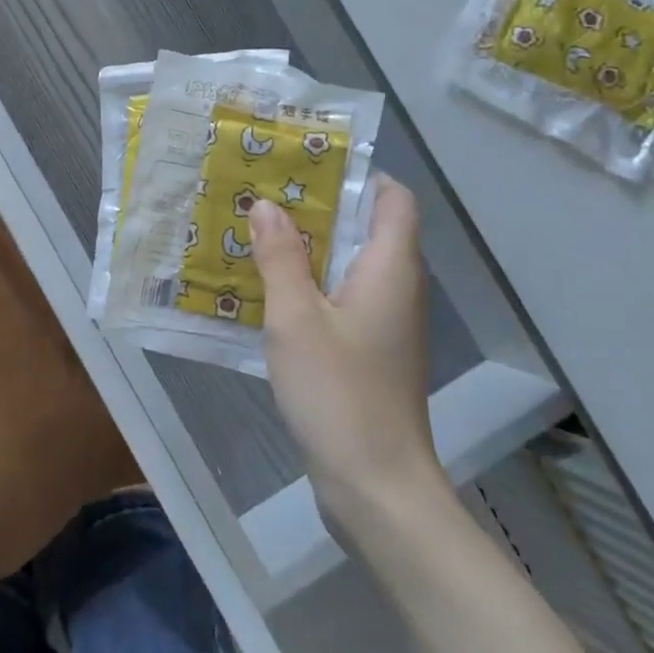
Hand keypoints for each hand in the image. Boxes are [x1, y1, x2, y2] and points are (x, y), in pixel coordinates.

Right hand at [250, 175, 440, 523]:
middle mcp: (397, 288)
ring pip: (351, 266)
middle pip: (368, 228)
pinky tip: (268, 291)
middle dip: (318, 207)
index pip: (393, 198)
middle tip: (262, 194)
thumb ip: (281, 258)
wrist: (377, 486)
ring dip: (309, 248)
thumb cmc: (339, 392)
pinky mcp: (371, 352)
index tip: (303, 165)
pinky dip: (312, 284)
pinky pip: (343, 299)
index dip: (357, 175)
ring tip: (256, 233)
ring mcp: (387, 324)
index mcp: (390, 268)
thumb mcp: (296, 318)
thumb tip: (267, 205)